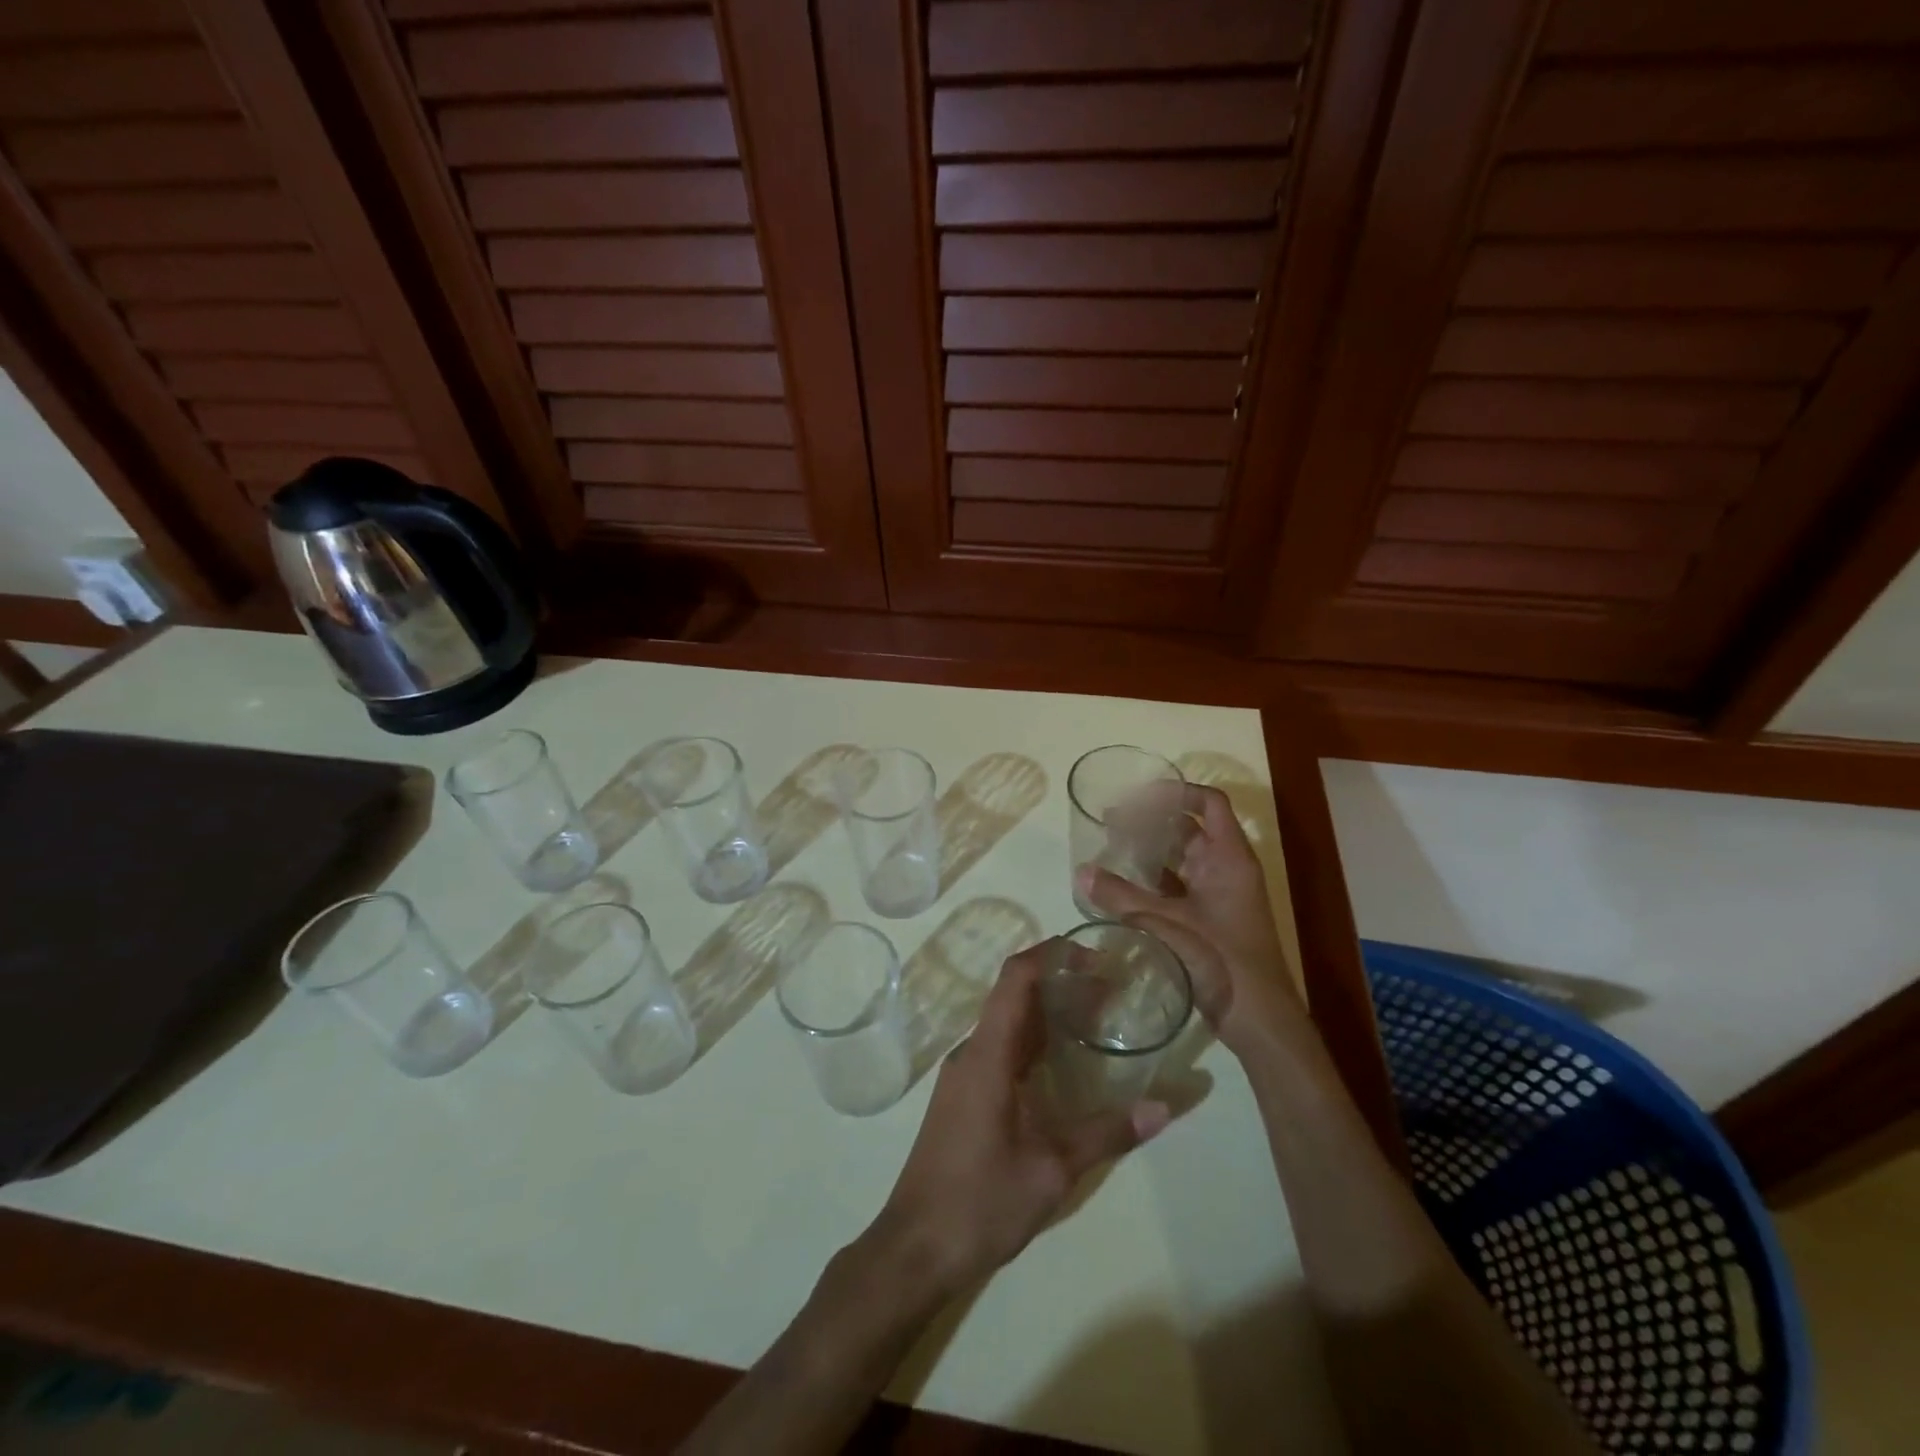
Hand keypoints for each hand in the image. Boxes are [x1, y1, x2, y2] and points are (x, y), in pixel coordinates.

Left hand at [868, 944, 1170, 1295]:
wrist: (916, 1246)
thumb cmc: (981, 1202)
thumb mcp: (1051, 1169)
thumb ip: (1107, 1133)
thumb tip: (1164, 1108)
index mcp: (987, 1054)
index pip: (1016, 978)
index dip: (1053, 954)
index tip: (1095, 955)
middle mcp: (972, 1051)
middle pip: (1015, 994)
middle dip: (1061, 981)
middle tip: (1112, 988)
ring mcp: (965, 1072)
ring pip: (1009, 1021)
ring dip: (1049, 1010)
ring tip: (1099, 1016)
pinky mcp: (965, 1093)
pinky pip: (1003, 1047)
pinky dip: (1036, 1039)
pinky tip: (1066, 1061)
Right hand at [1076, 784, 1302, 1054]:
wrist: (1258, 1019)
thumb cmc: (1221, 959)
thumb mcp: (1166, 922)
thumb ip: (1121, 896)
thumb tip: (1081, 871)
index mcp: (1228, 857)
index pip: (1209, 803)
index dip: (1177, 791)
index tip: (1139, 796)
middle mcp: (1225, 868)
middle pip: (1189, 828)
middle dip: (1151, 821)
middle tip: (1110, 821)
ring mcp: (1217, 895)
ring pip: (1181, 858)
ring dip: (1149, 850)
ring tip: (1110, 846)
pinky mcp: (1207, 919)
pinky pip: (1176, 886)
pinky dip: (1152, 880)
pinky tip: (1122, 884)